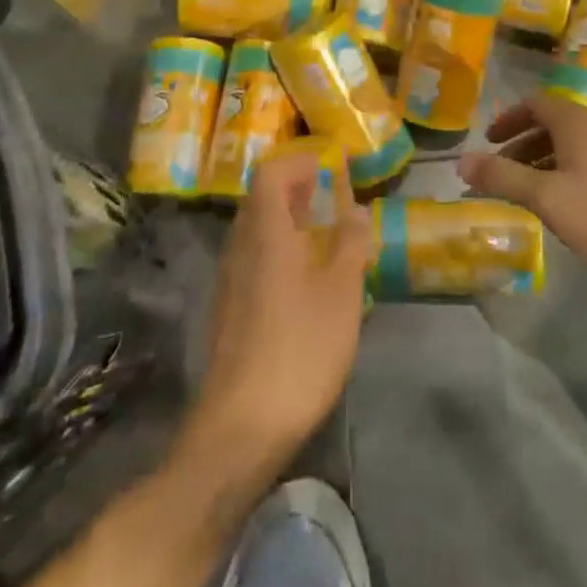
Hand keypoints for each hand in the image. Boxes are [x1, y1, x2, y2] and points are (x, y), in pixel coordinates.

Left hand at [187, 148, 371, 470]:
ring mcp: (230, 279)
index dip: (299, 161)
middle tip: (333, 195)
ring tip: (326, 233)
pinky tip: (305, 278)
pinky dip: (279, 249)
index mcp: (265, 232)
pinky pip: (254, 258)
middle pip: (260, 198)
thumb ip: (350, 245)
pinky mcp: (229, 308)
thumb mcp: (341, 294)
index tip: (331, 166)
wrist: (242, 425)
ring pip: (256, 230)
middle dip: (297, 188)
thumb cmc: (300, 348)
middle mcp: (240, 246)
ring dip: (288, 220)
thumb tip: (356, 209)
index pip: (270, 172)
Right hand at [458, 92, 586, 286]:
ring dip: (543, 162)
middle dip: (522, 145)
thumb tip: (461, 161)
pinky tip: (565, 206)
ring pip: (572, 146)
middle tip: (501, 171)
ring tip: (527, 191)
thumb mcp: (546, 196)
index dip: (508, 119)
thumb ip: (502, 177)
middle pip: (552, 124)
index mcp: (575, 122)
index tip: (489, 141)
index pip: (534, 103)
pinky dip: (566, 174)